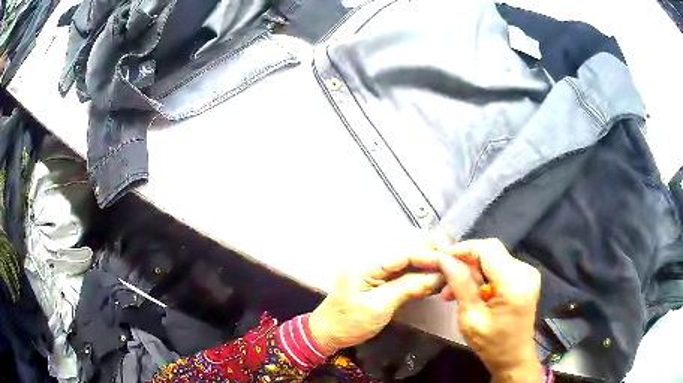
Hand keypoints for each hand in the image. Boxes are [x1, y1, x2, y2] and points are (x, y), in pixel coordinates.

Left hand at [309, 243, 444, 354]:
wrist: (327, 333)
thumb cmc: (349, 322)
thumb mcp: (379, 306)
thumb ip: (408, 288)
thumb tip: (437, 276)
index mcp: (367, 263)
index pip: (404, 252)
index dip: (429, 255)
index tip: (450, 261)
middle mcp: (372, 260)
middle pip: (407, 249)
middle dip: (431, 253)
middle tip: (453, 262)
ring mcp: (376, 269)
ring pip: (408, 259)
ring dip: (427, 263)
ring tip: (447, 271)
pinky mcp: (379, 279)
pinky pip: (403, 271)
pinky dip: (419, 274)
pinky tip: (432, 280)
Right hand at [436, 239, 542, 382]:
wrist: (514, 357)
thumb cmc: (492, 345)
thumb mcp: (471, 318)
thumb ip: (461, 285)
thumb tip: (445, 259)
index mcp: (515, 283)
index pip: (488, 249)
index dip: (463, 249)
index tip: (441, 258)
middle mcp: (525, 272)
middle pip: (490, 252)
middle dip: (465, 264)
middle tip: (445, 284)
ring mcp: (527, 273)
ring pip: (492, 258)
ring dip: (472, 272)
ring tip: (453, 292)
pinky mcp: (524, 277)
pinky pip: (499, 267)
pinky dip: (482, 276)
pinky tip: (470, 292)